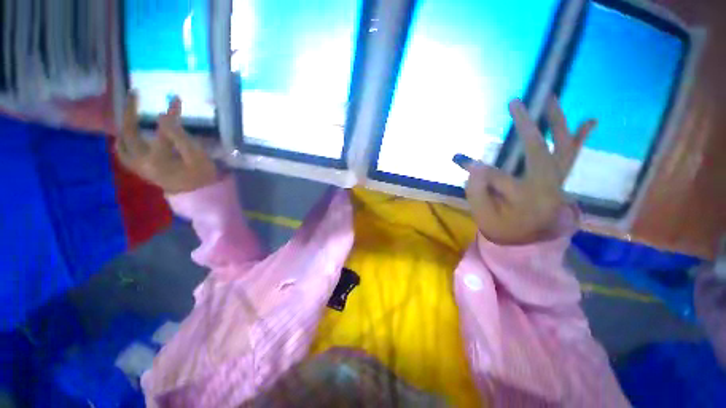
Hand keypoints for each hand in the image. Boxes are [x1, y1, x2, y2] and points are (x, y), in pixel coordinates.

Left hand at [115, 92, 218, 193]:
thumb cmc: (201, 176)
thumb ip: (180, 137)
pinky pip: (123, 153)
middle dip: (130, 111)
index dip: (170, 112)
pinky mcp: (140, 170)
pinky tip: (128, 134)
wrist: (198, 195)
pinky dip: (123, 140)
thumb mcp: (197, 157)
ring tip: (129, 112)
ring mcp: (138, 167)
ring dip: (123, 125)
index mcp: (158, 159)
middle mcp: (142, 162)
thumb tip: (161, 117)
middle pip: (128, 132)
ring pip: (121, 143)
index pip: (162, 129)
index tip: (175, 98)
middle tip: (135, 94)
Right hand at [464, 97, 595, 244]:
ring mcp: (557, 182)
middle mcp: (547, 187)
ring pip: (562, 148)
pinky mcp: (558, 179)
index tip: (460, 160)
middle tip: (515, 103)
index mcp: (525, 199)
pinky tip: (590, 120)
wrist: (524, 240)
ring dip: (557, 122)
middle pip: (539, 151)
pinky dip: (579, 138)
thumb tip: (474, 166)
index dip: (478, 169)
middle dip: (526, 126)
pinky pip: (571, 156)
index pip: (499, 178)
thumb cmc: (501, 227)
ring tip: (551, 98)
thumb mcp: (482, 214)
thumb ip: (476, 190)